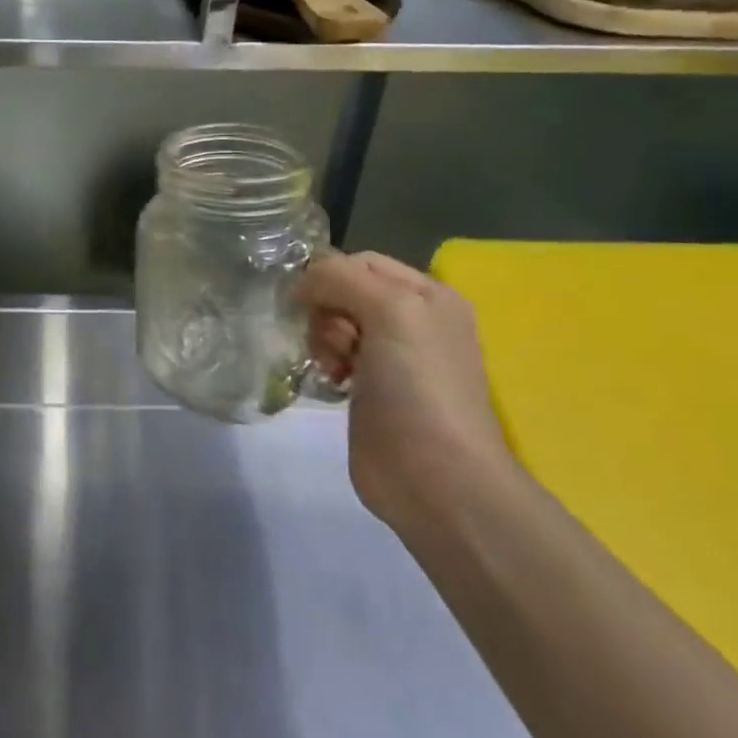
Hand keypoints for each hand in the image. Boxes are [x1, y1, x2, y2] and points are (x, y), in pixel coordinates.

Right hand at [300, 252, 510, 527]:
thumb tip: (303, 283)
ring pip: (334, 323)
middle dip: (326, 310)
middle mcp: (412, 320)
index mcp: (427, 295)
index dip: (330, 275)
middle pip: (344, 291)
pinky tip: (330, 380)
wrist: (435, 476)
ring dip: (323, 338)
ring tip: (333, 367)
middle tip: (336, 343)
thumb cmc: (418, 385)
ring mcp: (391, 357)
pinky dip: (325, 361)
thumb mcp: (390, 310)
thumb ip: (341, 278)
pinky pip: (333, 356)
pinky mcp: (371, 390)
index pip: (361, 261)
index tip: (311, 303)